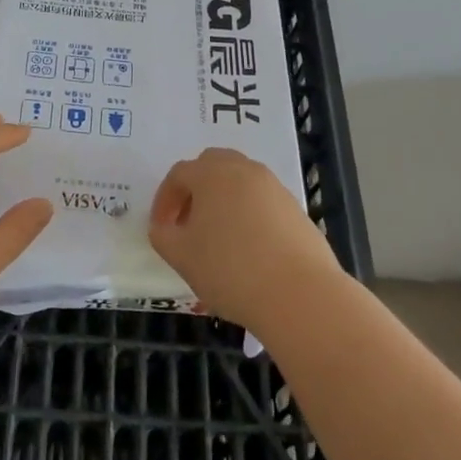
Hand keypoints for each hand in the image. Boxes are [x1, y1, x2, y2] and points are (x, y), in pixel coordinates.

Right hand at [149, 147, 341, 328]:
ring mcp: (274, 187)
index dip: (164, 200)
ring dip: (223, 200)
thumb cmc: (230, 270)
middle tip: (188, 222)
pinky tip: (247, 248)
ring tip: (217, 237)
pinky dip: (248, 214)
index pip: (179, 174)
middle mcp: (244, 170)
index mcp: (212, 173)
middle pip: (213, 165)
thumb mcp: (182, 256)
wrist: (299, 294)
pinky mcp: (296, 209)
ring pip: (240, 182)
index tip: (161, 228)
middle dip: (195, 189)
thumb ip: (163, 236)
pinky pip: (262, 201)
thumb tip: (164, 227)